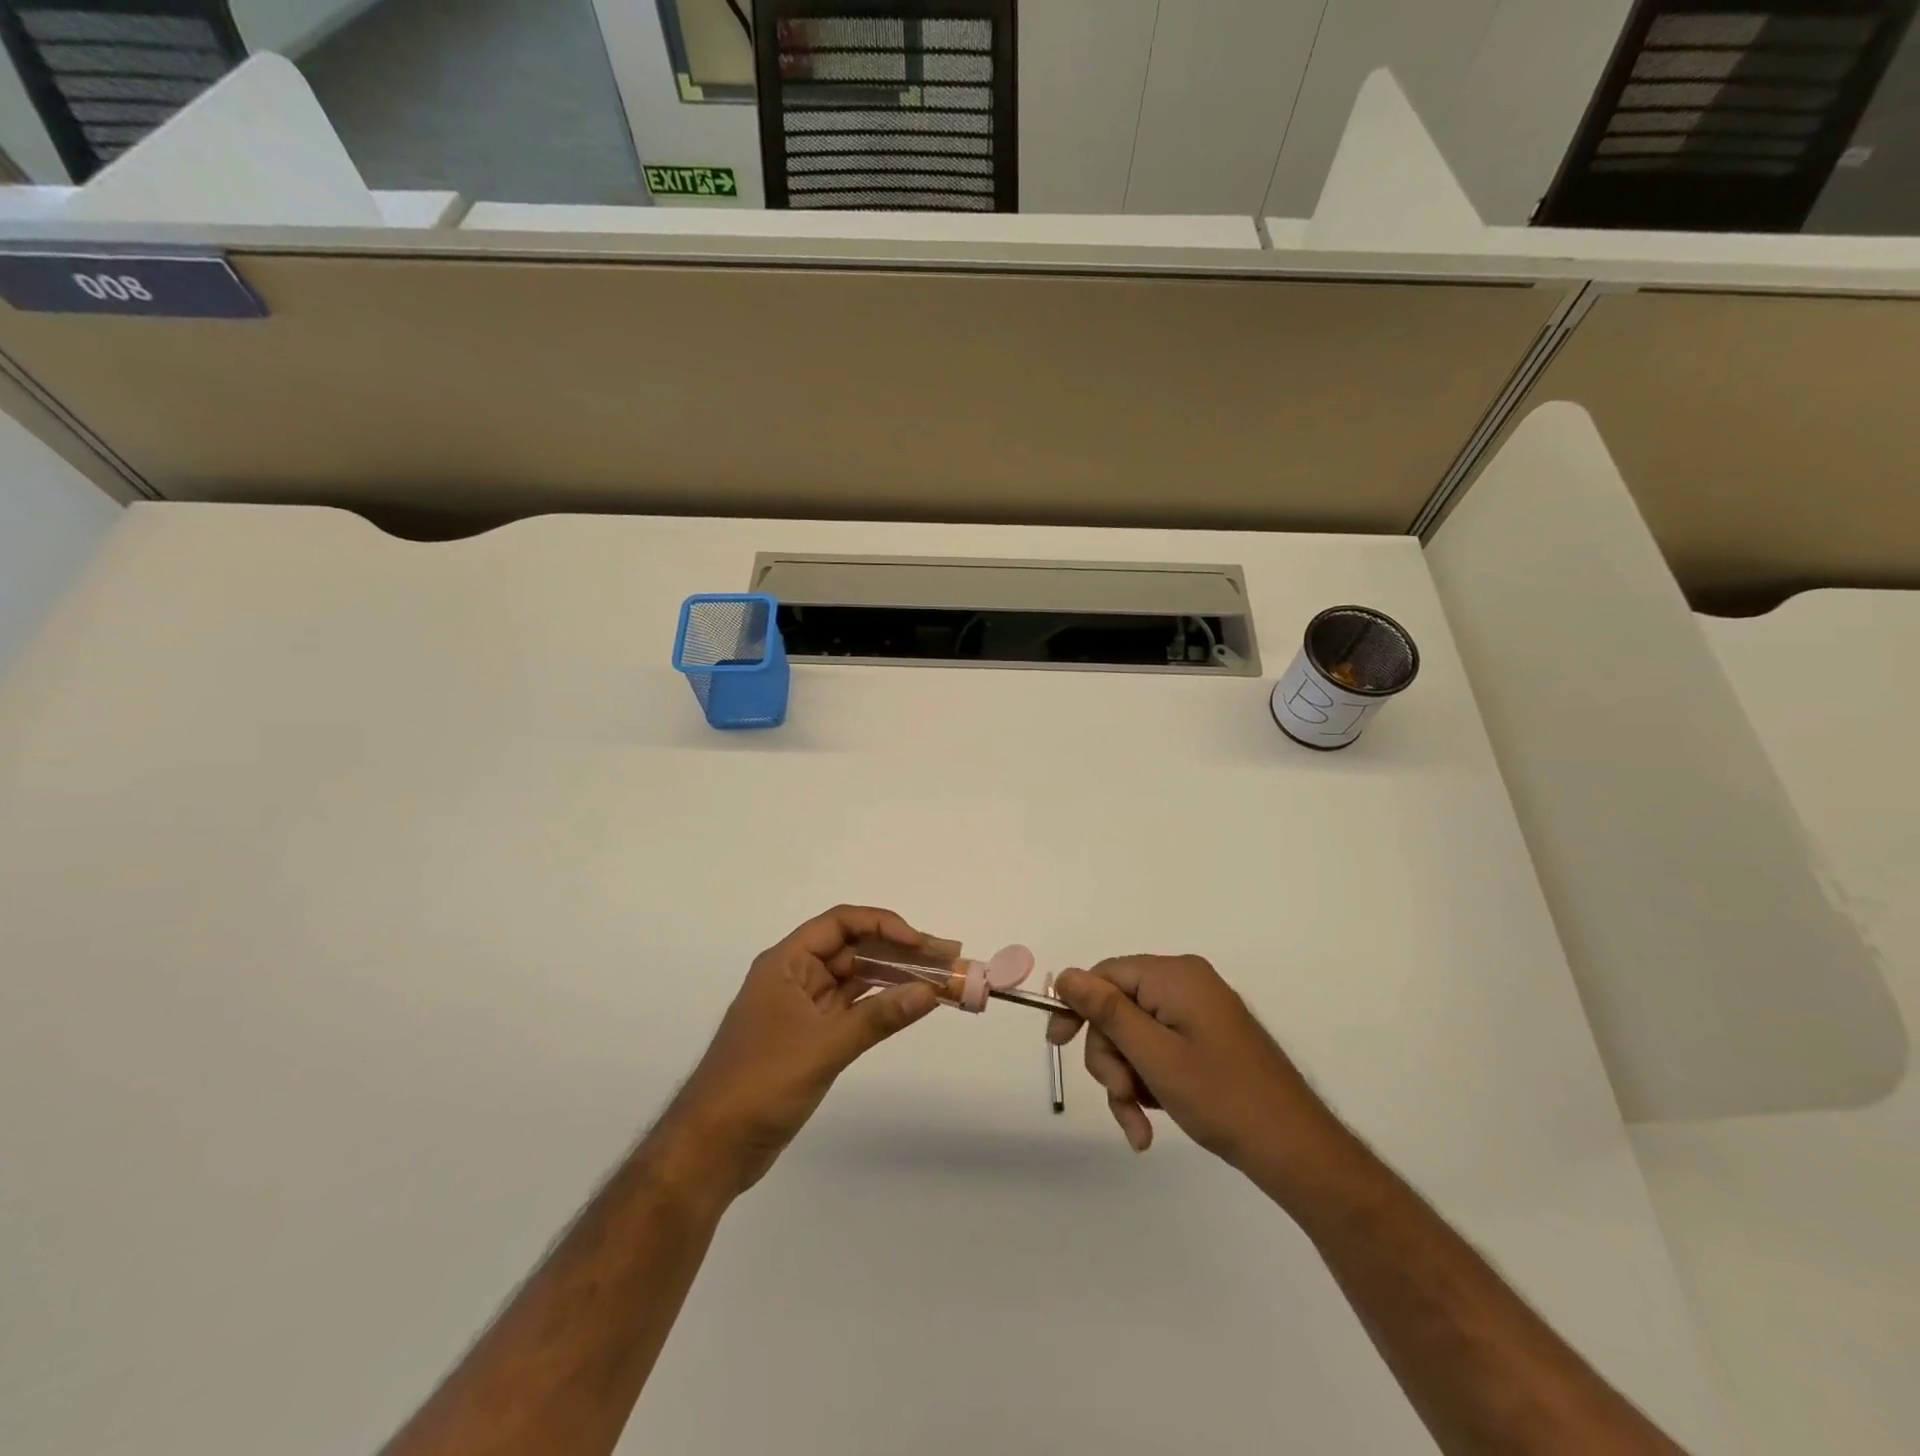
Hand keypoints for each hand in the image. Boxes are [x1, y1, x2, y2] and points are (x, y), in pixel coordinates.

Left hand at [664, 906, 940, 1195]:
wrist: (711, 1148)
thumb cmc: (760, 1084)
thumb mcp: (824, 1047)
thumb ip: (878, 1017)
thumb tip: (929, 992)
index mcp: (786, 963)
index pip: (840, 923)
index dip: (882, 925)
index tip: (920, 942)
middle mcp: (795, 977)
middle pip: (852, 949)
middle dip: (898, 951)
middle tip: (946, 958)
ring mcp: (801, 1008)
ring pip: (855, 980)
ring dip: (893, 978)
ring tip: (939, 980)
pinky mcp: (808, 1037)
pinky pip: (851, 1009)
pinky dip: (879, 1006)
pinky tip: (909, 1005)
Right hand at [1047, 956, 1342, 1181]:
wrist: (1295, 1150)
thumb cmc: (1221, 1098)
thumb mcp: (1154, 1056)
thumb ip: (1107, 1011)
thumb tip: (1066, 975)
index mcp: (1174, 975)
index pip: (1105, 975)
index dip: (1077, 1008)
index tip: (1058, 1045)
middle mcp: (1185, 983)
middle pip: (1118, 1009)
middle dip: (1111, 1058)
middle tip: (1122, 1097)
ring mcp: (1197, 1012)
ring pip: (1134, 1037)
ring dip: (1127, 1080)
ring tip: (1139, 1124)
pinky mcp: (1205, 1038)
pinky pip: (1158, 1050)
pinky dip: (1148, 1083)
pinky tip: (1149, 1125)